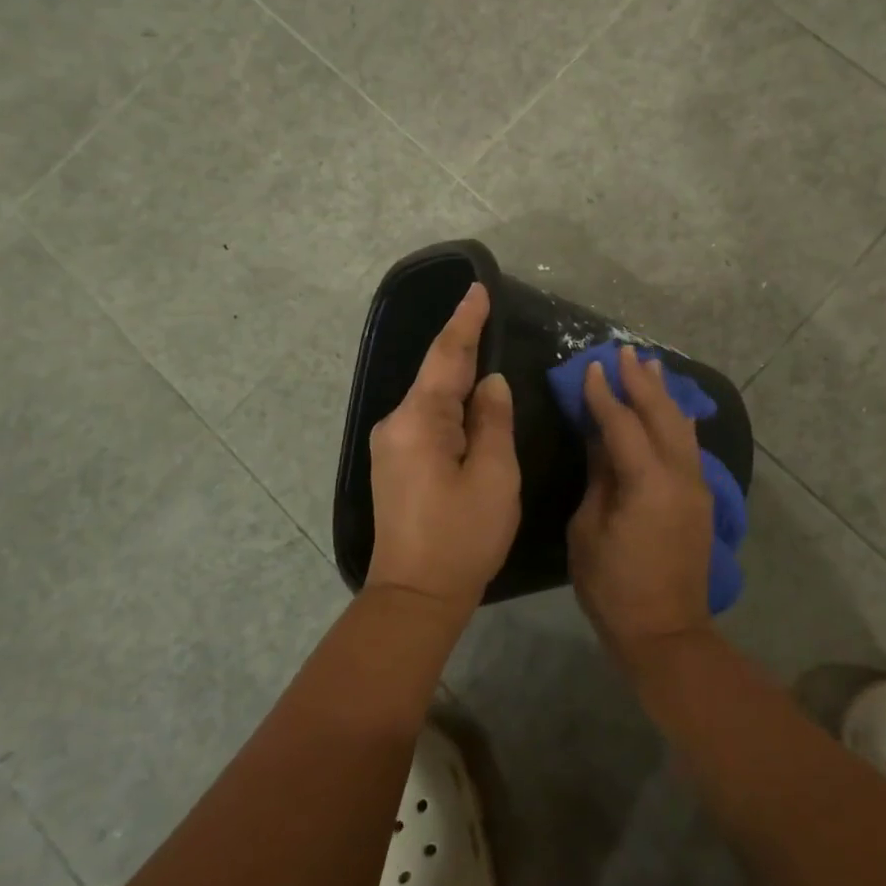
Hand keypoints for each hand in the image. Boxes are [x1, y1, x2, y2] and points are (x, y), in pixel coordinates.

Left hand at [366, 281, 520, 613]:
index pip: (447, 356)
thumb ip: (493, 421)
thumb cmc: (462, 536)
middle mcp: (396, 423)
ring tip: (482, 345)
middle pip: (435, 372)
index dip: (465, 321)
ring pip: (431, 396)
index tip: (477, 289)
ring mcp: (391, 444)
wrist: (415, 596)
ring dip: (456, 372)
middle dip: (461, 342)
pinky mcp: (395, 462)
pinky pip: (426, 417)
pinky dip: (449, 401)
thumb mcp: (493, 476)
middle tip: (486, 310)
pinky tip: (467, 395)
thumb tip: (490, 383)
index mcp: (420, 420)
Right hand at [569, 344, 713, 663]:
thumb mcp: (589, 530)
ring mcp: (696, 486)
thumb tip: (600, 438)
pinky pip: (689, 447)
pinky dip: (677, 421)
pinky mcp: (701, 499)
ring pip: (682, 427)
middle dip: (642, 382)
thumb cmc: (613, 586)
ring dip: (665, 395)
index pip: (623, 424)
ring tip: (652, 366)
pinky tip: (672, 410)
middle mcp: (679, 475)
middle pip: (661, 415)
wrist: (666, 632)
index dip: (604, 394)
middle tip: (626, 352)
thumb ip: (599, 477)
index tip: (591, 367)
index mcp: (647, 482)